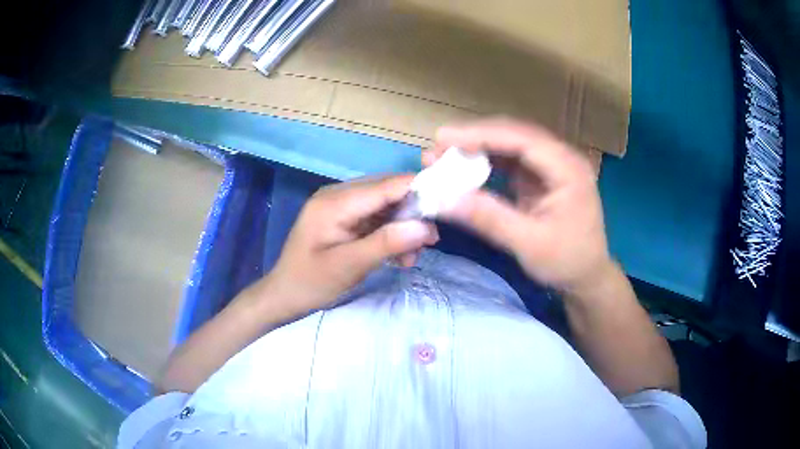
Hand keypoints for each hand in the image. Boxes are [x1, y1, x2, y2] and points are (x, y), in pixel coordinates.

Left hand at [261, 175, 438, 315]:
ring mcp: (341, 206)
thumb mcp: (348, 266)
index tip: (448, 203)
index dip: (418, 190)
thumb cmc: (310, 282)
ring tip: (414, 256)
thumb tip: (425, 227)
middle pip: (387, 193)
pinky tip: (399, 256)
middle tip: (431, 241)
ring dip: (402, 228)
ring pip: (384, 206)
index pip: (386, 185)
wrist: (284, 295)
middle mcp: (339, 195)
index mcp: (335, 202)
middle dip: (412, 214)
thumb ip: (386, 244)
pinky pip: (375, 219)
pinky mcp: (344, 219)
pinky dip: (390, 234)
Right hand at [425, 118, 611, 290]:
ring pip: (509, 145)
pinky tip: (464, 166)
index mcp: (568, 169)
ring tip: (444, 154)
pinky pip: (509, 160)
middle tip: (438, 146)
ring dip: (477, 147)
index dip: (483, 134)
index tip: (444, 138)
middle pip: (514, 135)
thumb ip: (488, 218)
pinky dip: (485, 162)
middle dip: (475, 138)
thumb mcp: (528, 244)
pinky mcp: (540, 177)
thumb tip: (442, 200)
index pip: (523, 139)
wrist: (586, 277)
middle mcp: (561, 158)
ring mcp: (551, 166)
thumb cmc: (566, 261)